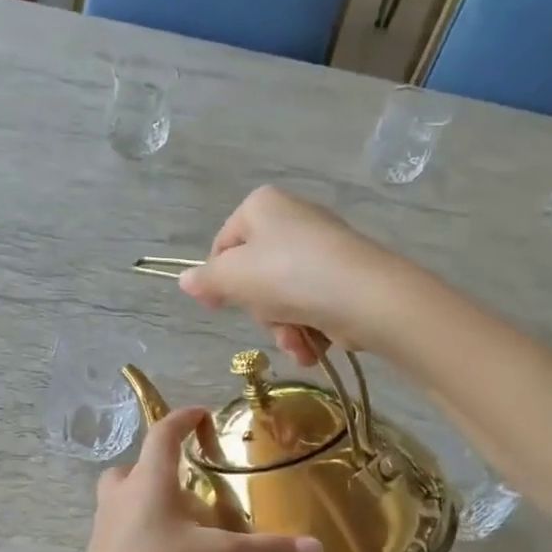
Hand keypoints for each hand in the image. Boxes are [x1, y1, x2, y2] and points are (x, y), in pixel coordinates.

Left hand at [62, 407, 322, 551]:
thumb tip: (317, 549)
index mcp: (148, 482)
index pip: (162, 434)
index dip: (183, 419)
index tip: (202, 414)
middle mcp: (121, 498)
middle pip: (135, 468)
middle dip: (161, 469)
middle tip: (192, 486)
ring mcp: (106, 530)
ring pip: (128, 502)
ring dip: (154, 505)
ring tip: (190, 528)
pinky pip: (126, 535)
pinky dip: (148, 537)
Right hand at [178, 187, 406, 365]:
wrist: (366, 297)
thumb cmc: (289, 276)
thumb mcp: (233, 277)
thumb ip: (206, 279)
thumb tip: (185, 280)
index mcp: (262, 206)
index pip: (223, 245)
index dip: (217, 279)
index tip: (217, 307)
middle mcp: (293, 218)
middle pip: (255, 276)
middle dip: (260, 311)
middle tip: (269, 321)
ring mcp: (322, 248)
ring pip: (283, 297)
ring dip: (284, 329)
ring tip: (297, 342)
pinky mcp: (346, 276)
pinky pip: (312, 304)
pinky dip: (309, 329)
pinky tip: (314, 346)